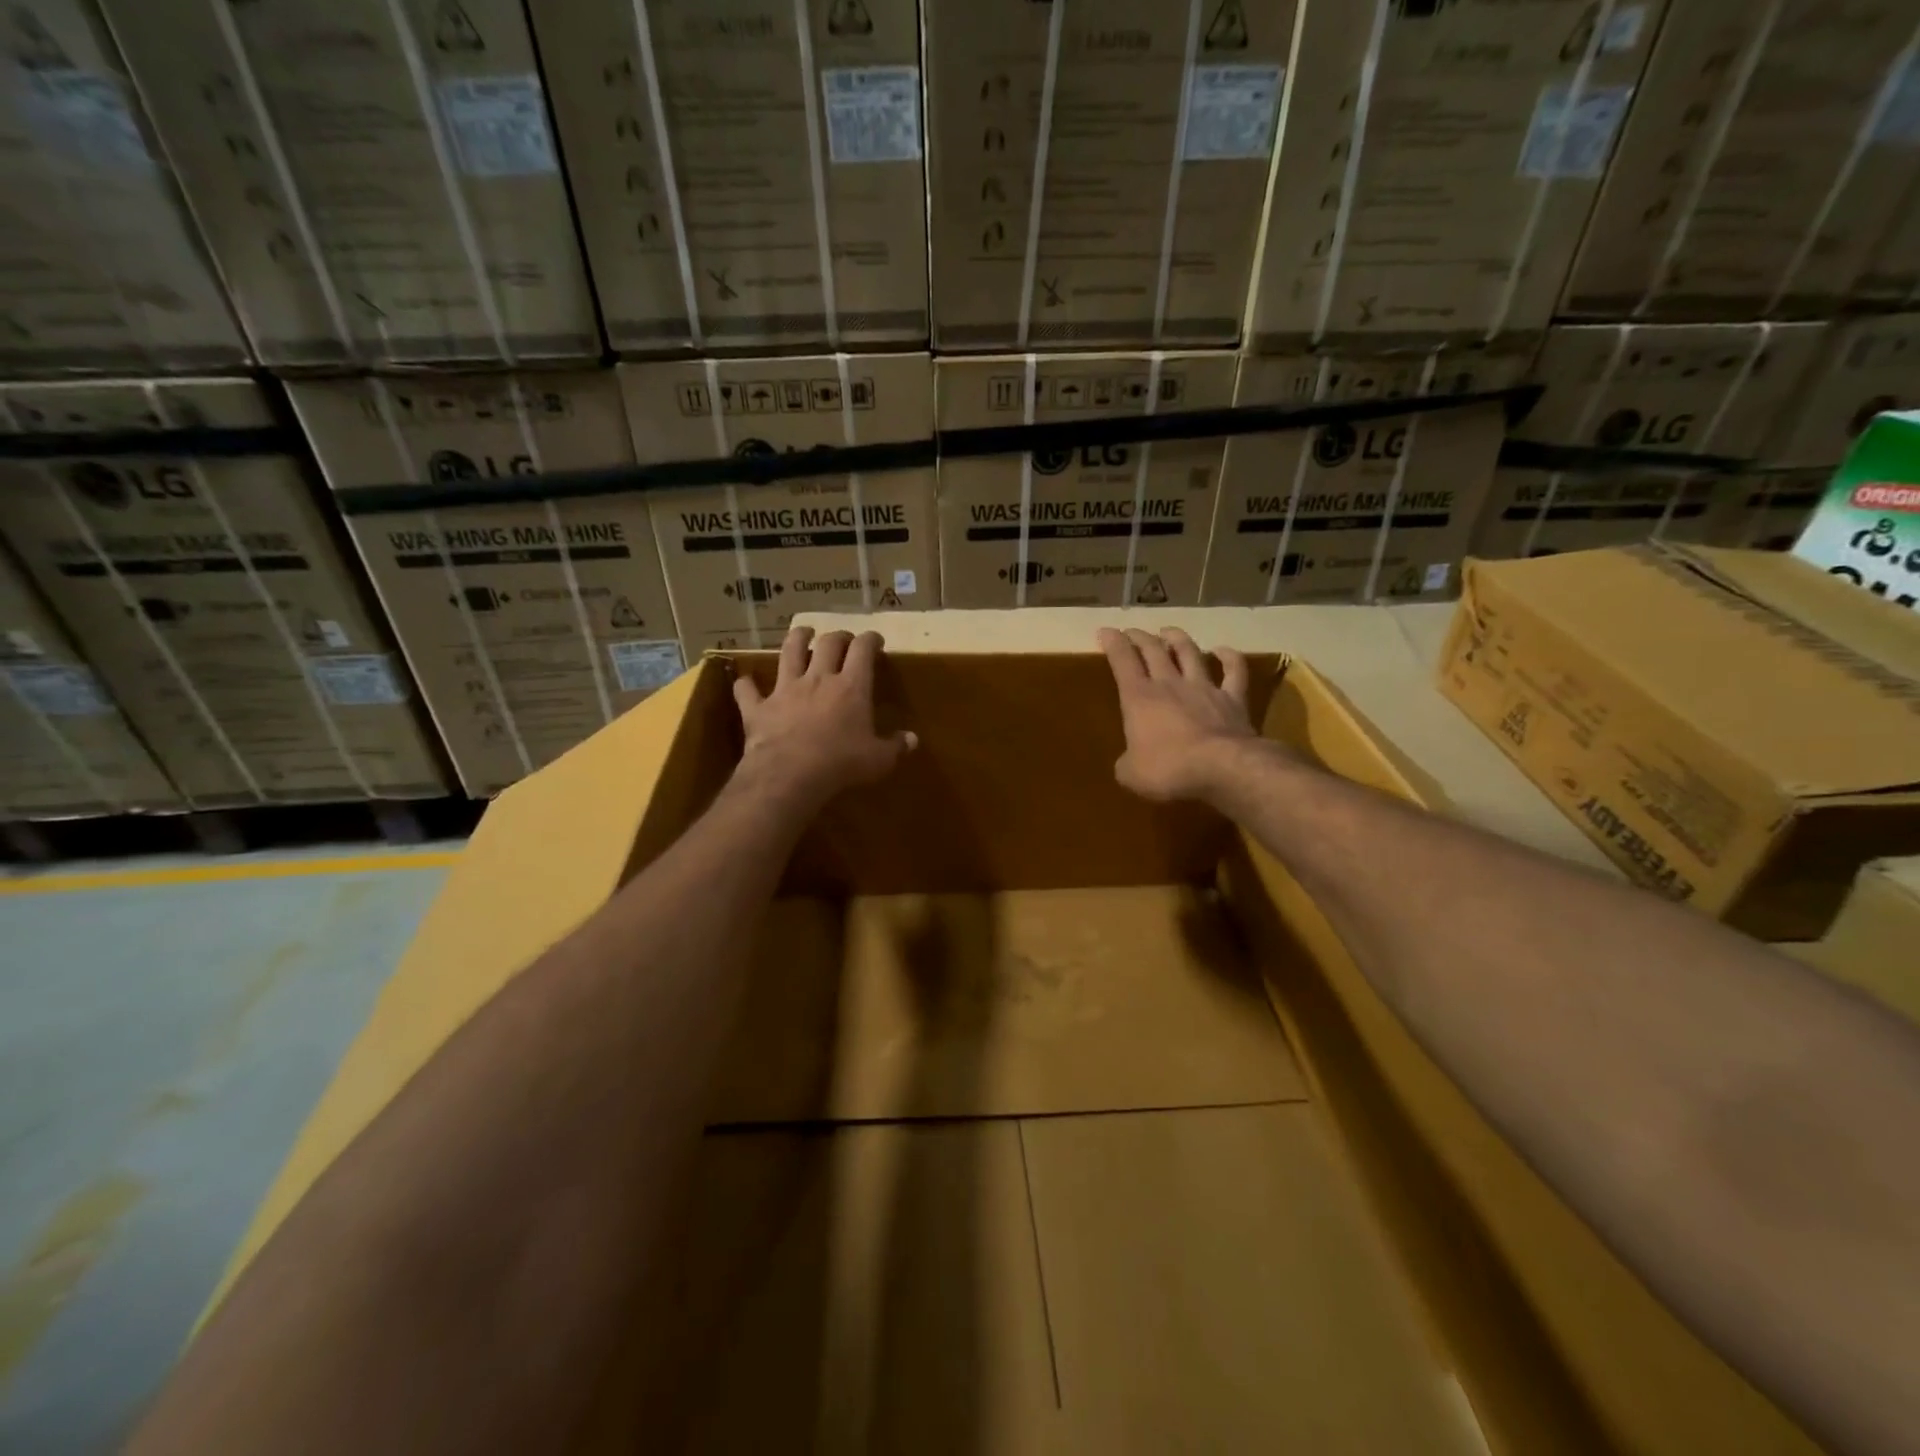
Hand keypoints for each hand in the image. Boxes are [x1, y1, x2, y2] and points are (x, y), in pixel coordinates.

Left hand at [732, 627, 915, 809]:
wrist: (790, 774)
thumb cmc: (841, 764)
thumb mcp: (878, 760)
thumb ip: (895, 747)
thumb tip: (912, 740)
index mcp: (851, 687)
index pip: (862, 650)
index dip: (870, 640)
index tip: (875, 640)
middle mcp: (818, 679)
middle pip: (827, 644)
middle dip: (837, 636)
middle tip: (843, 638)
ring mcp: (785, 690)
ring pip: (789, 652)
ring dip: (795, 639)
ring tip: (801, 632)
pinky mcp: (758, 707)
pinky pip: (748, 691)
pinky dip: (746, 686)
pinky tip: (745, 683)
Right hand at [1099, 627, 1253, 802]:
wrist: (1223, 768)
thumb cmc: (1168, 769)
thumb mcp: (1131, 774)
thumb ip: (1126, 763)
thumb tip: (1129, 763)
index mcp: (1139, 698)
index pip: (1122, 661)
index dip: (1112, 643)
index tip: (1105, 631)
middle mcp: (1170, 684)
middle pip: (1153, 650)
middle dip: (1140, 637)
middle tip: (1132, 632)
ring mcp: (1204, 688)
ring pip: (1189, 652)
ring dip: (1177, 639)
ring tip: (1168, 631)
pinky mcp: (1233, 699)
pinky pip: (1233, 670)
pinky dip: (1229, 657)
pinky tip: (1223, 650)